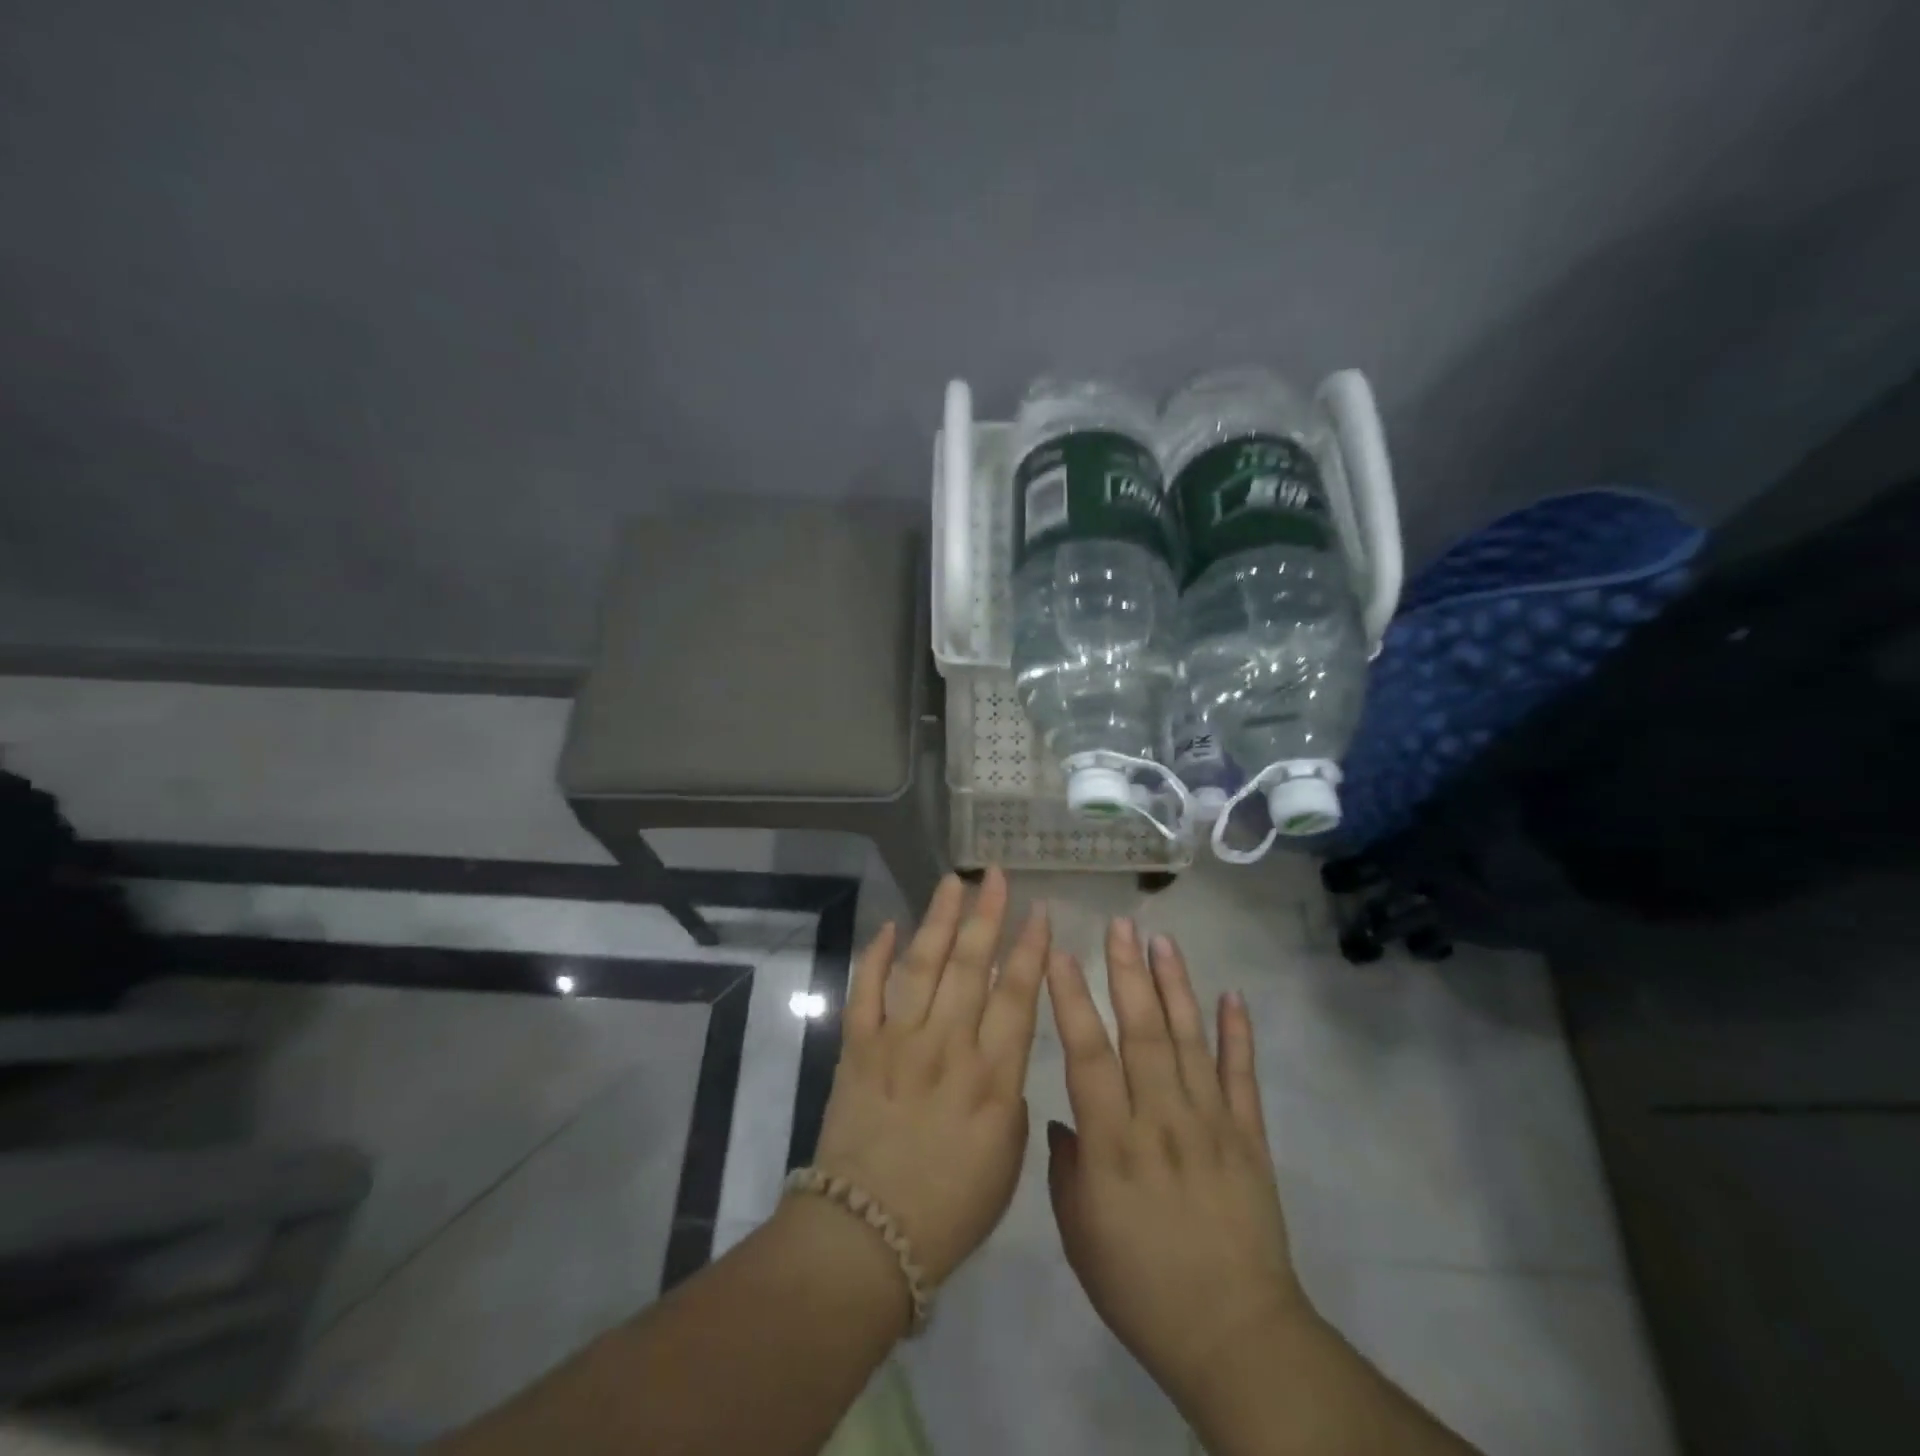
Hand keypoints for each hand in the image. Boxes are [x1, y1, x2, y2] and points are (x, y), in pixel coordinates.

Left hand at [806, 869, 1048, 1286]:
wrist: (867, 1235)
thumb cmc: (950, 1208)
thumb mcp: (1007, 1158)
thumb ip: (1010, 1093)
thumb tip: (1000, 1048)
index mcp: (992, 1078)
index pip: (1017, 996)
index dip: (1031, 949)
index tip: (1039, 911)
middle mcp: (948, 1047)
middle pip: (971, 967)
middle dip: (986, 915)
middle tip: (994, 876)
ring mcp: (898, 1043)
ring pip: (922, 966)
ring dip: (938, 920)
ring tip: (952, 883)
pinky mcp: (858, 1049)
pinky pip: (866, 992)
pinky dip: (875, 957)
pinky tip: (888, 927)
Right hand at [1046, 919, 1308, 1412]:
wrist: (1234, 1336)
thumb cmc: (1141, 1287)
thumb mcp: (1080, 1235)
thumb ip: (1066, 1168)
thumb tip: (1064, 1116)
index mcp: (1114, 1144)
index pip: (1088, 1056)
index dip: (1073, 1001)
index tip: (1061, 955)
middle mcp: (1162, 1120)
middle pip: (1143, 1032)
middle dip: (1127, 973)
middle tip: (1119, 924)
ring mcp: (1211, 1124)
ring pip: (1190, 1040)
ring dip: (1176, 987)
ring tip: (1163, 941)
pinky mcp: (1249, 1137)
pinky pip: (1243, 1077)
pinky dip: (1239, 1034)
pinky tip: (1232, 995)